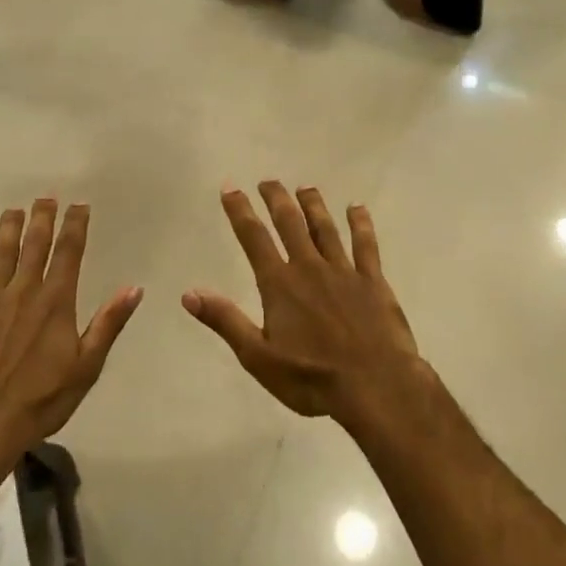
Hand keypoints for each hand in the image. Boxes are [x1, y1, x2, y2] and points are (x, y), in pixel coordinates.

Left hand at [0, 200, 142, 462]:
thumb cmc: (40, 401)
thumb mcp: (86, 367)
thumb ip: (108, 324)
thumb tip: (134, 288)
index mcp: (56, 302)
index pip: (69, 254)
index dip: (75, 226)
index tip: (79, 205)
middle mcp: (24, 291)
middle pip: (35, 245)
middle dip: (42, 218)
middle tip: (46, 197)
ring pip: (1, 253)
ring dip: (9, 228)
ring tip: (14, 209)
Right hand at [184, 183, 422, 421]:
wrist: (376, 385)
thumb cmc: (312, 378)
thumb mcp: (258, 357)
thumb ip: (226, 321)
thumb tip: (189, 293)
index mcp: (279, 284)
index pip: (254, 238)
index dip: (240, 211)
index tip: (230, 188)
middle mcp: (309, 268)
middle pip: (290, 223)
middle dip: (276, 199)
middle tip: (268, 180)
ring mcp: (344, 271)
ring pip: (325, 228)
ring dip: (313, 205)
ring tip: (305, 187)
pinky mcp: (373, 281)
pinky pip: (365, 244)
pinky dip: (360, 223)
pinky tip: (357, 208)